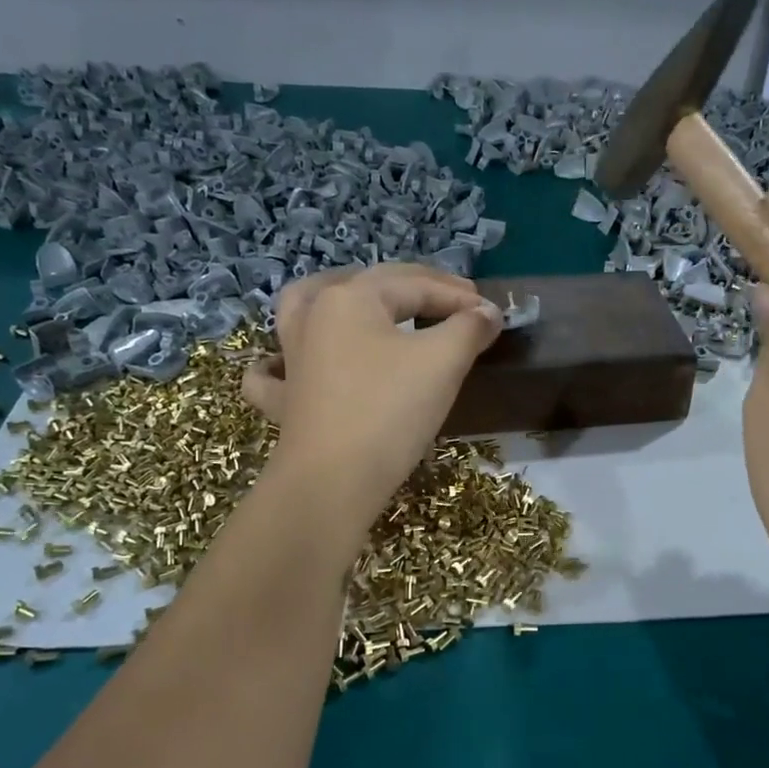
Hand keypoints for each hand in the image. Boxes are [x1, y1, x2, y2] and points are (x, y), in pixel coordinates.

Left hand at [242, 264, 502, 525]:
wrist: (334, 481)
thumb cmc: (390, 411)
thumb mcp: (442, 362)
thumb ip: (469, 328)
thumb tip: (488, 313)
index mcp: (349, 298)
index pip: (415, 285)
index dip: (459, 297)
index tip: (494, 315)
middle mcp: (313, 317)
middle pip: (369, 286)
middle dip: (417, 290)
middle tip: (457, 303)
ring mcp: (291, 358)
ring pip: (304, 307)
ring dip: (335, 297)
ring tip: (360, 299)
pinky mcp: (285, 400)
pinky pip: (274, 370)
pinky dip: (280, 362)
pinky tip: (290, 363)